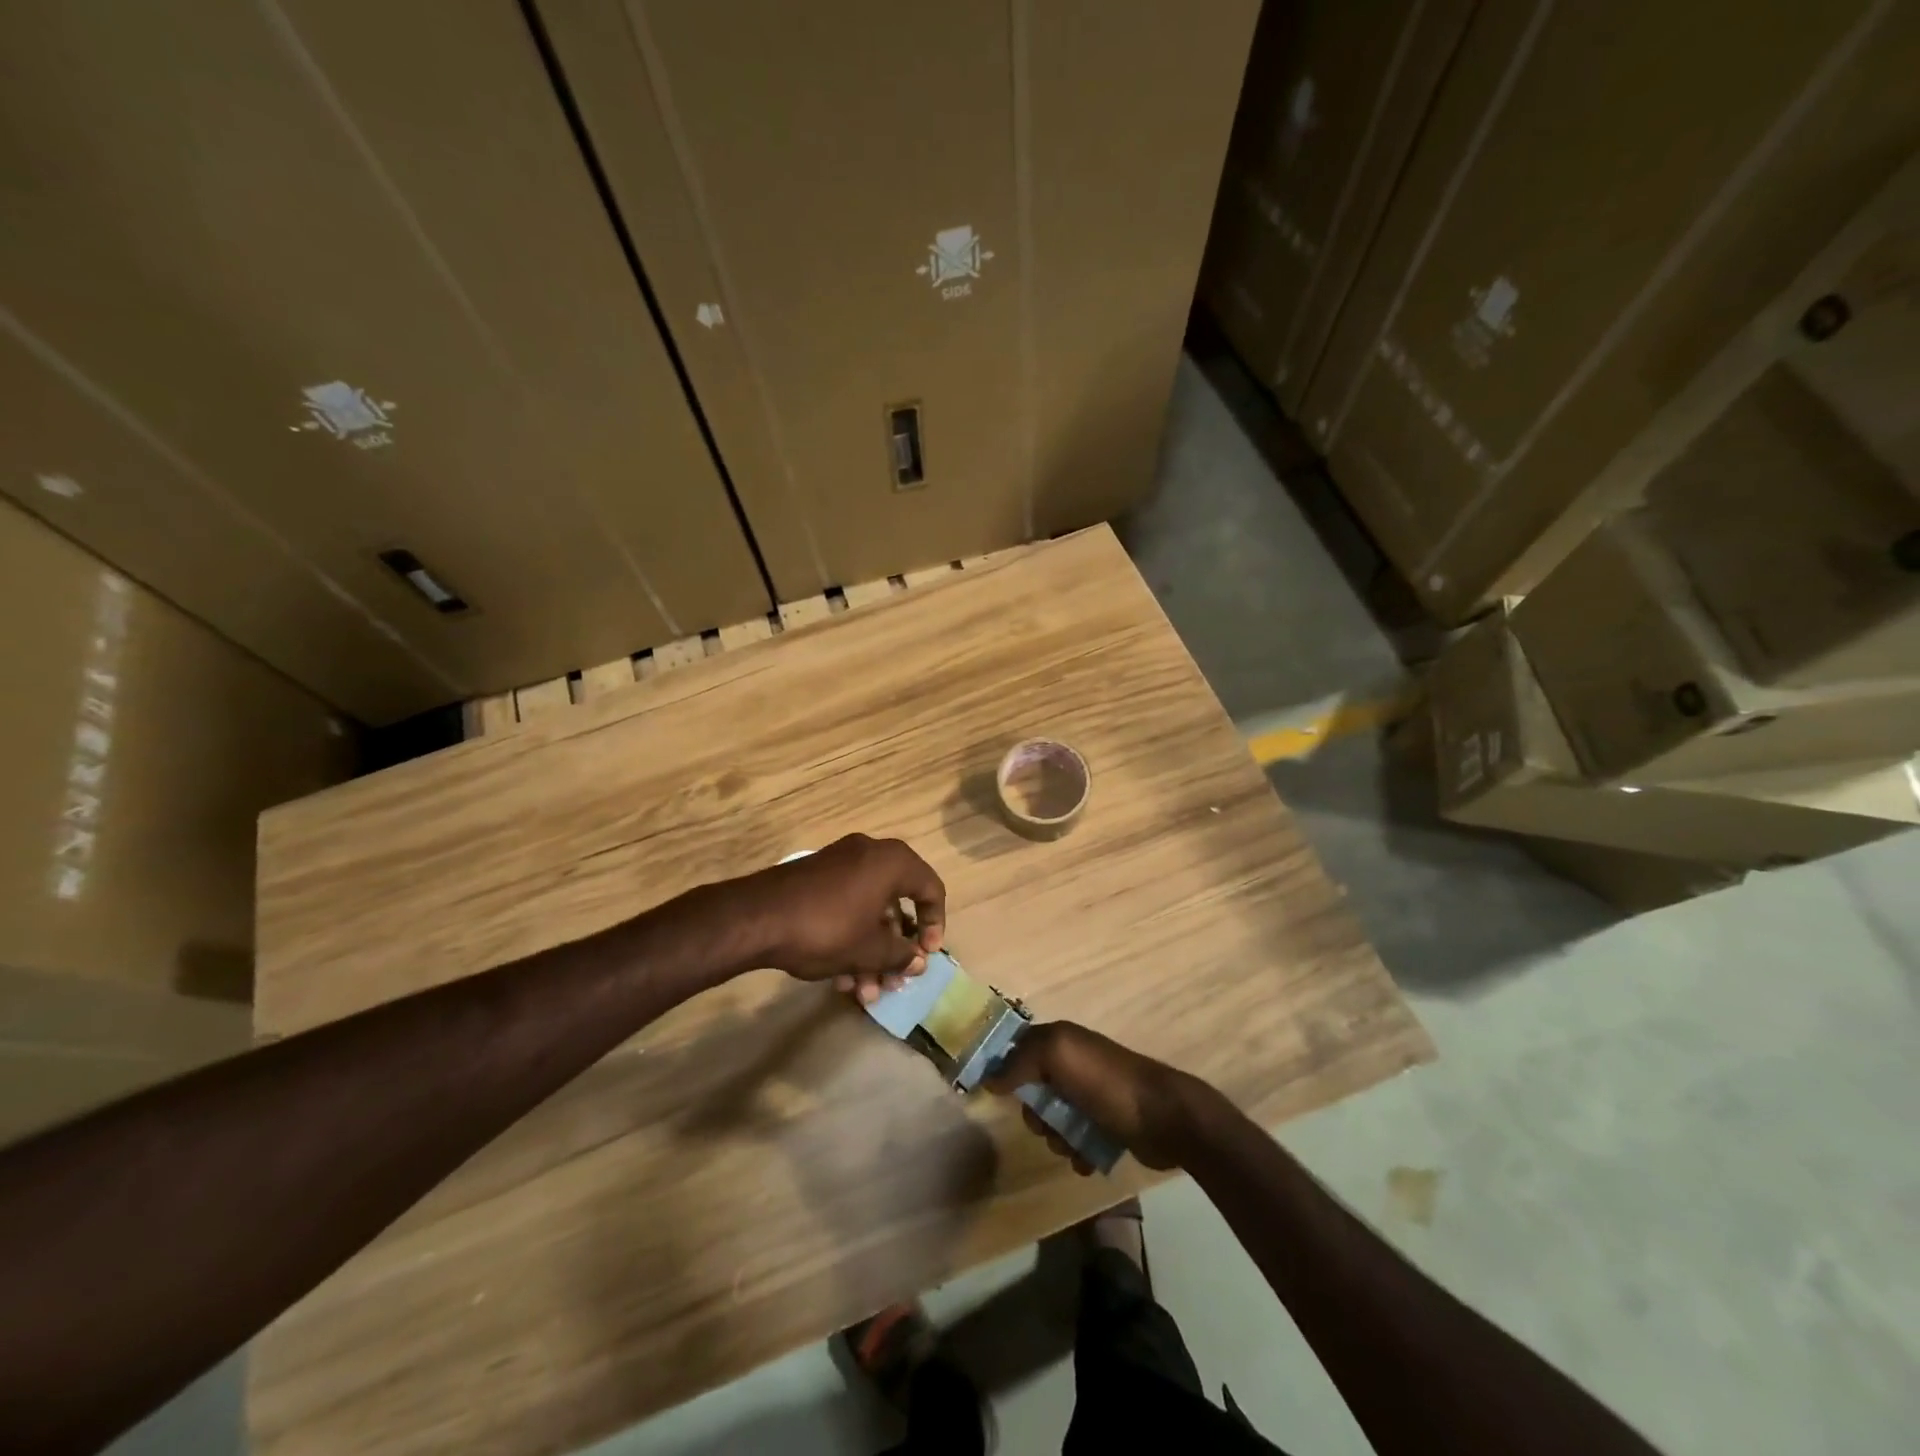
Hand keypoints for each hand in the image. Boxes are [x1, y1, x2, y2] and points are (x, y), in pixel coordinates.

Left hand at [731, 834, 944, 1000]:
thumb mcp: (869, 949)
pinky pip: (847, 906)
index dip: (935, 925)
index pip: (931, 889)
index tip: (926, 955)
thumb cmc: (826, 928)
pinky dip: (850, 937)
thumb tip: (918, 961)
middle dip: (896, 949)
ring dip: (871, 952)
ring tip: (863, 992)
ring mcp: (839, 863)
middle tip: (893, 981)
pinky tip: (840, 978)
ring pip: (869, 910)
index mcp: (892, 862)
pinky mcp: (816, 878)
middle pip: (897, 904)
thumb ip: (901, 955)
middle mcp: (870, 854)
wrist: (756, 917)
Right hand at [985, 1022, 1205, 1171]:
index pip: (1019, 1049)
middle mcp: (1074, 1063)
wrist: (1165, 1117)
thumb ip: (1021, 1060)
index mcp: (1061, 1040)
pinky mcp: (1106, 1124)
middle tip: (1046, 1124)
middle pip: (1033, 1090)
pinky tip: (1086, 1159)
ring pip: (1053, 1119)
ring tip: (1072, 1145)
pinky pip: (1076, 1140)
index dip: (1004, 1070)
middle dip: (1035, 1113)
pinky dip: (1076, 1152)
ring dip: (1056, 1137)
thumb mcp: (1059, 1056)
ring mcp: (1091, 1095)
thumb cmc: (1107, 1083)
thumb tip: (990, 1077)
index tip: (995, 1095)